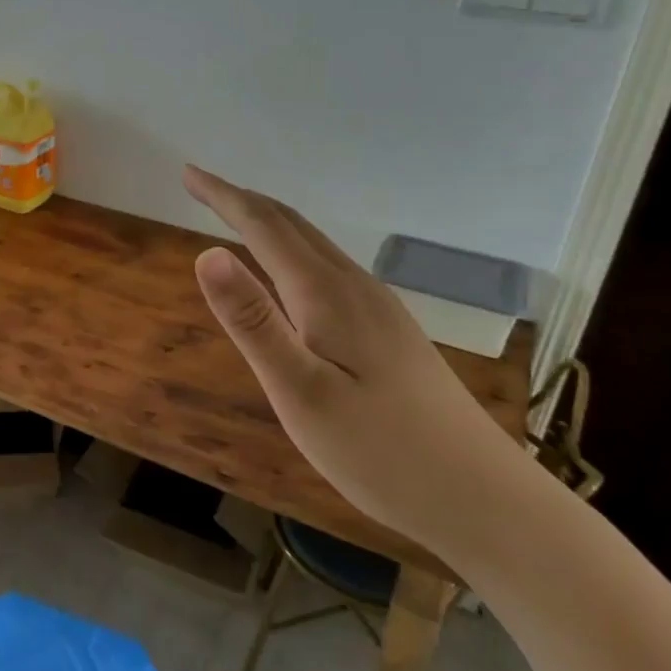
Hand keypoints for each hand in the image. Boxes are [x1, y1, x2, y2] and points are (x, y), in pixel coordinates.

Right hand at [183, 164, 517, 550]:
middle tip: (201, 187)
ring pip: (314, 245)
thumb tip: (207, 253)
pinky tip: (288, 276)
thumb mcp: (299, 391)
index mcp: (326, 294)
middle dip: (243, 200)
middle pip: (292, 225)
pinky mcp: (390, 331)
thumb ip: (253, 322)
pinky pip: (328, 269)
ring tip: (236, 219)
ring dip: (270, 223)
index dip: (222, 195)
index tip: (188, 173)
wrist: (482, 497)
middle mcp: (354, 287)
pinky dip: (292, 251)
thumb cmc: (379, 450)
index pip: (264, 226)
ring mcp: (378, 308)